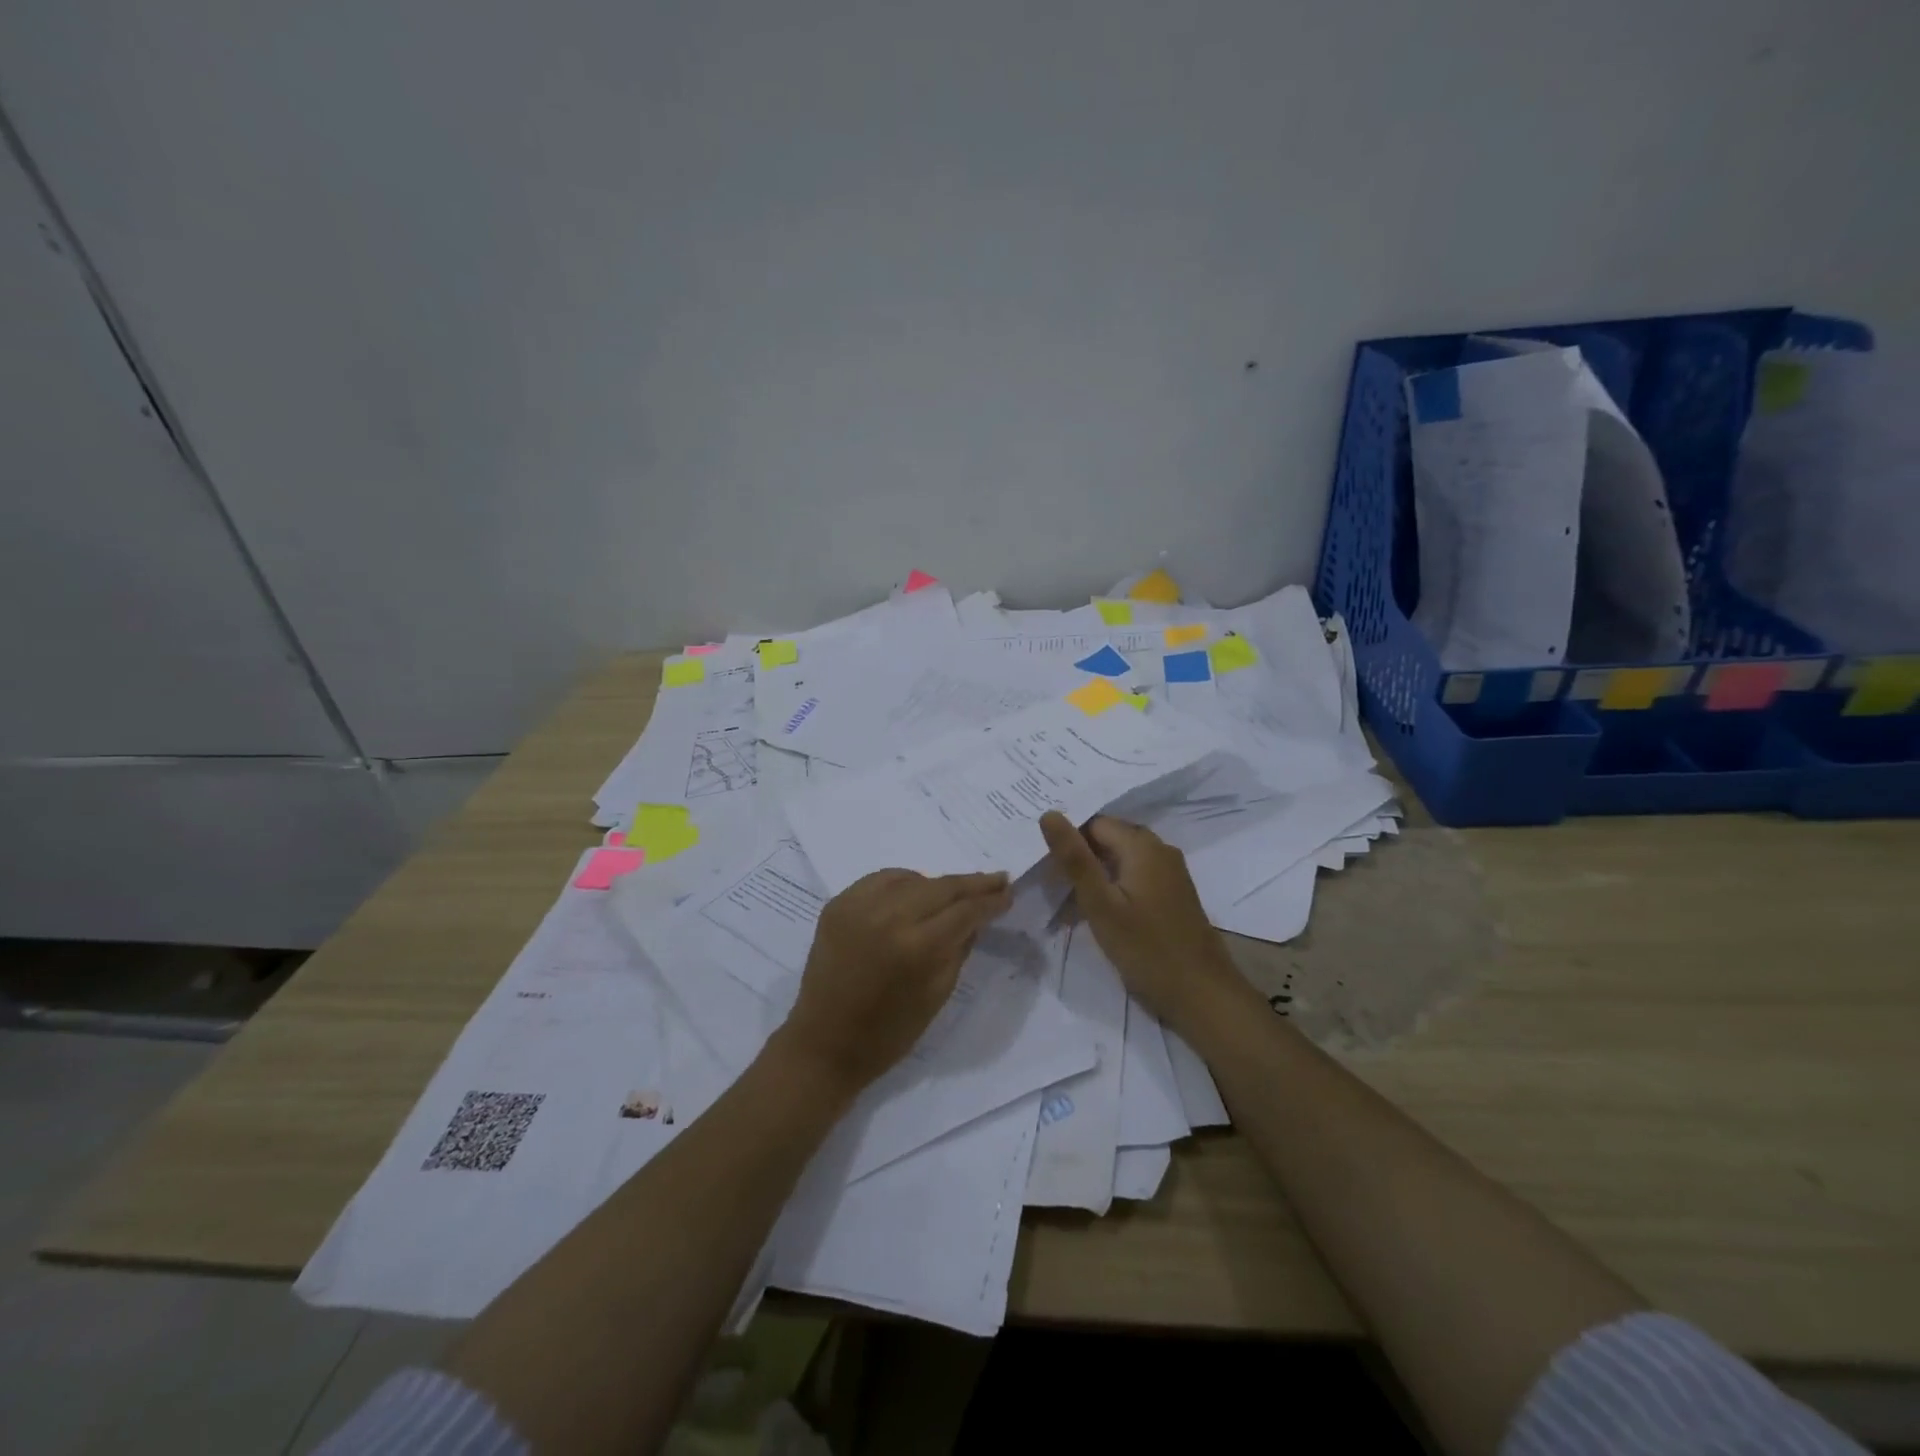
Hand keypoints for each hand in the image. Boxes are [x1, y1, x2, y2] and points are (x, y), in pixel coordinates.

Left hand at [777, 868, 1010, 1093]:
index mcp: (916, 947)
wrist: (824, 1043)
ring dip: (937, 884)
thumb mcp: (938, 994)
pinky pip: (880, 880)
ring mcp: (858, 905)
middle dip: (972, 884)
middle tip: (996, 880)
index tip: (1007, 893)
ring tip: (955, 892)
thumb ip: (960, 948)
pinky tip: (914, 892)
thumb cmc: (889, 1032)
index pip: (964, 910)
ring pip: (912, 878)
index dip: (990, 900)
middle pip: (941, 886)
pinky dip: (903, 882)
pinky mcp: (837, 903)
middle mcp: (887, 916)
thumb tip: (977, 916)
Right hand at [1039, 811, 1250, 1036]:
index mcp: (1142, 845)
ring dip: (1097, 873)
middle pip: (1110, 838)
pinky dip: (1115, 885)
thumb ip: (1074, 859)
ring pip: (1123, 858)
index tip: (1047, 866)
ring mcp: (1171, 872)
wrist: (1202, 994)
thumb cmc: (1146, 949)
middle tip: (1054, 883)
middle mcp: (1161, 849)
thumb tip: (1049, 813)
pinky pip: (1137, 874)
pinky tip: (1100, 910)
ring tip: (1071, 899)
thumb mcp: (1101, 904)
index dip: (1069, 840)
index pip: (1094, 823)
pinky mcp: (1174, 893)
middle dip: (1081, 855)